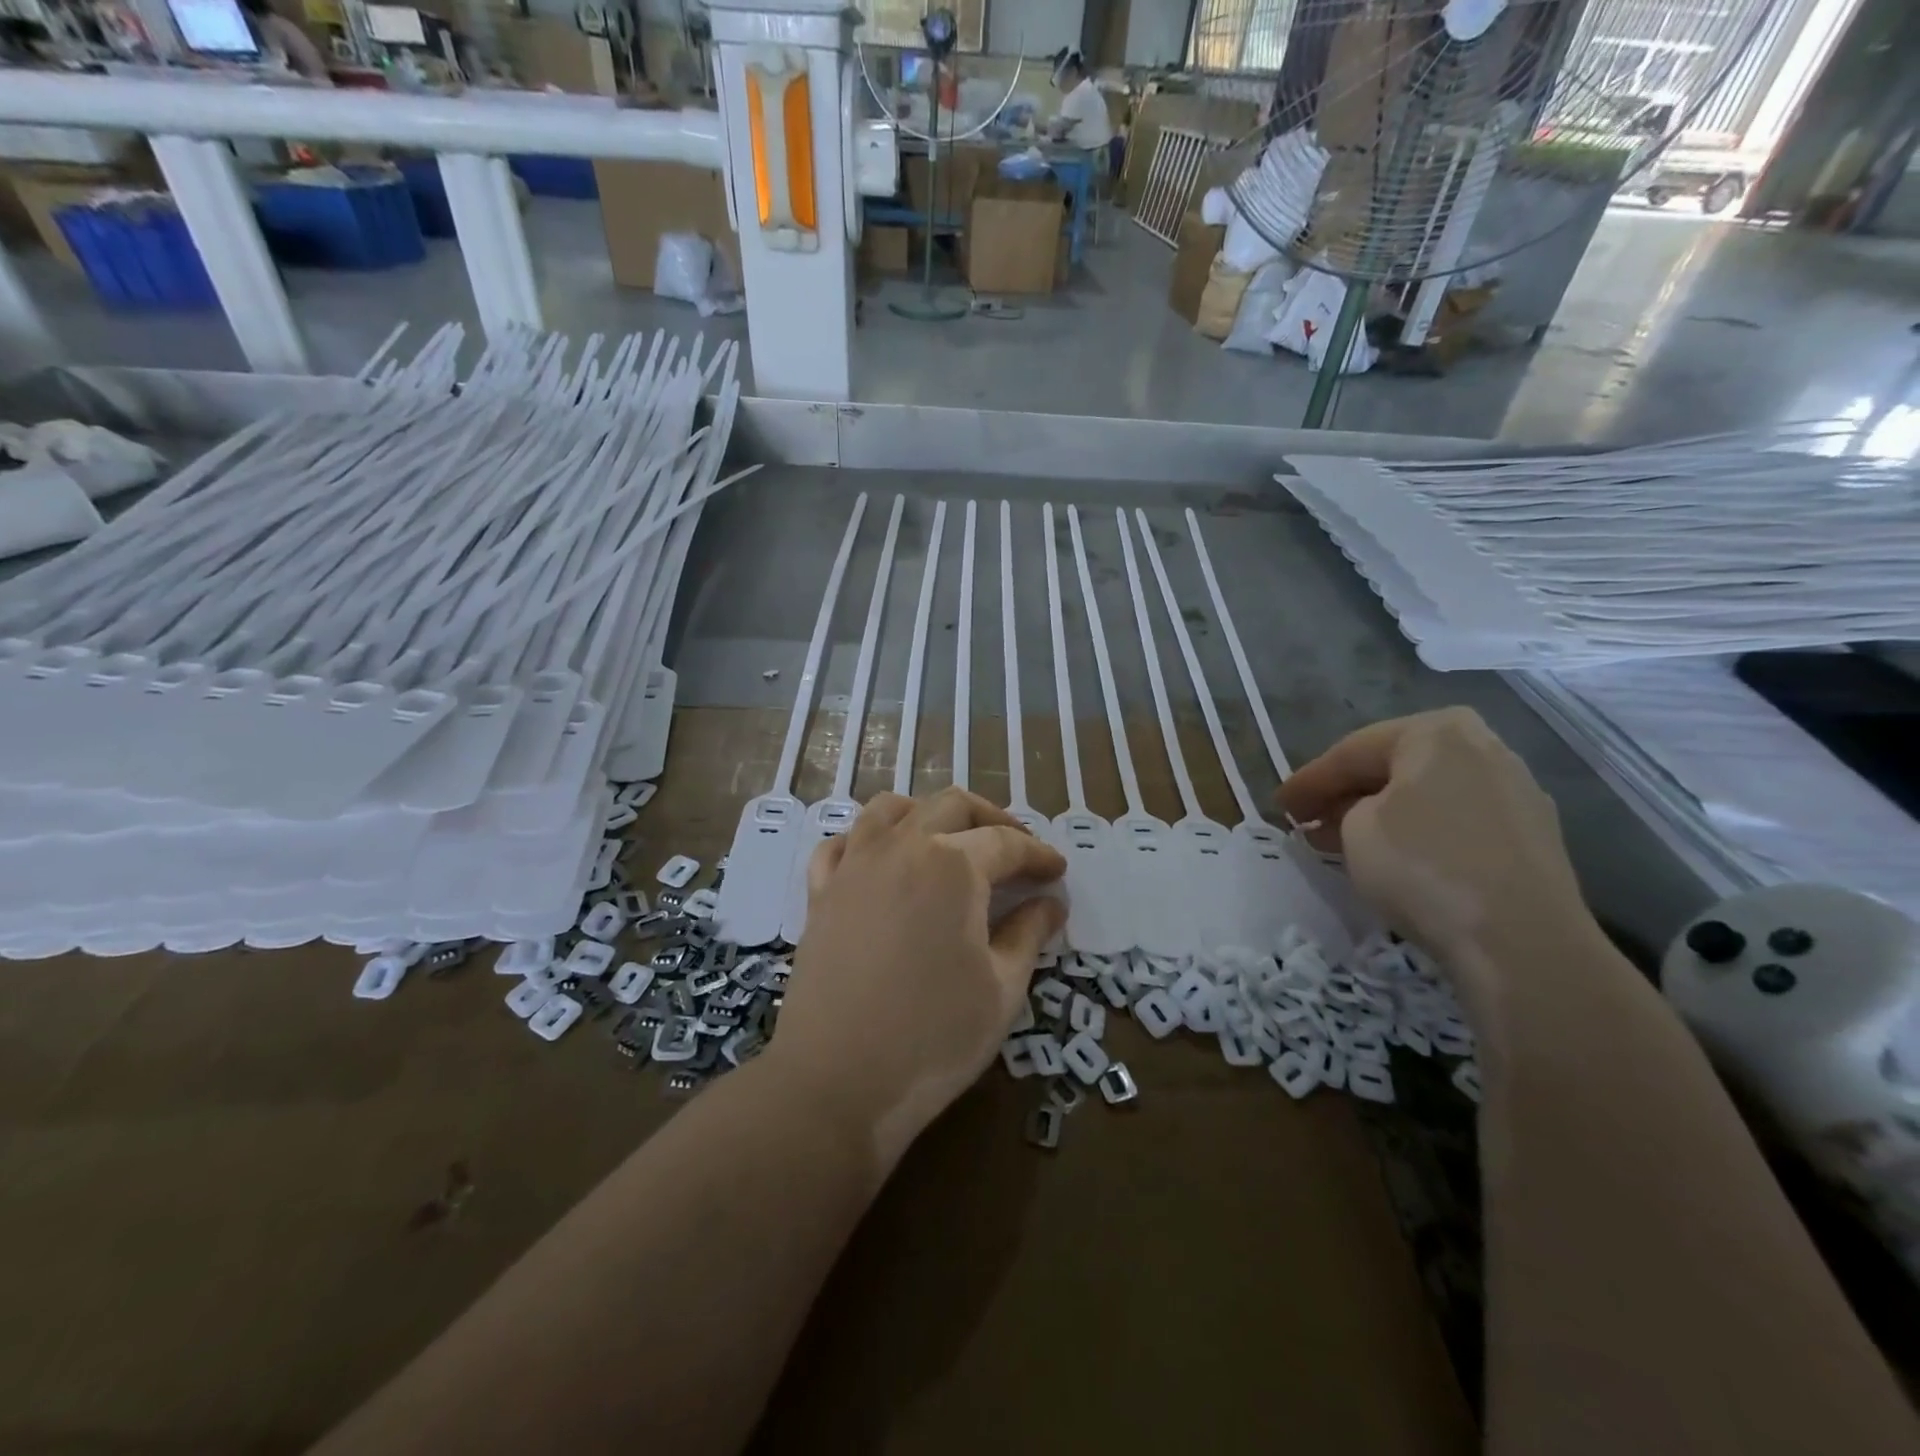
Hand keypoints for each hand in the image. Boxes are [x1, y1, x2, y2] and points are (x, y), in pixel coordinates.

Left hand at [769, 788, 1067, 1167]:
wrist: (836, 1082)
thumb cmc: (933, 1038)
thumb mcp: (1002, 989)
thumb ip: (1029, 934)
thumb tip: (1050, 903)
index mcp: (953, 865)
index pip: (1007, 842)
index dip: (1038, 855)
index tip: (1056, 872)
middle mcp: (901, 847)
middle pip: (952, 805)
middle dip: (993, 819)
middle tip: (1017, 851)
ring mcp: (854, 865)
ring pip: (891, 809)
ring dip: (928, 814)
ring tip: (949, 842)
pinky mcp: (820, 892)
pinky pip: (842, 843)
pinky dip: (868, 839)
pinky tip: (882, 861)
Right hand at [1278, 708, 1593, 1000]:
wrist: (1521, 940)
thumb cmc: (1423, 866)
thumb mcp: (1354, 829)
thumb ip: (1344, 810)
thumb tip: (1351, 815)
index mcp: (1437, 731)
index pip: (1353, 751)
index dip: (1309, 781)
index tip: (1278, 805)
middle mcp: (1484, 748)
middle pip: (1395, 768)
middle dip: (1347, 795)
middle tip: (1307, 821)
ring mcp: (1515, 792)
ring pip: (1427, 796)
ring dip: (1381, 815)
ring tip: (1343, 843)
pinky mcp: (1532, 838)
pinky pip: (1457, 823)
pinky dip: (1419, 834)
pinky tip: (1396, 859)